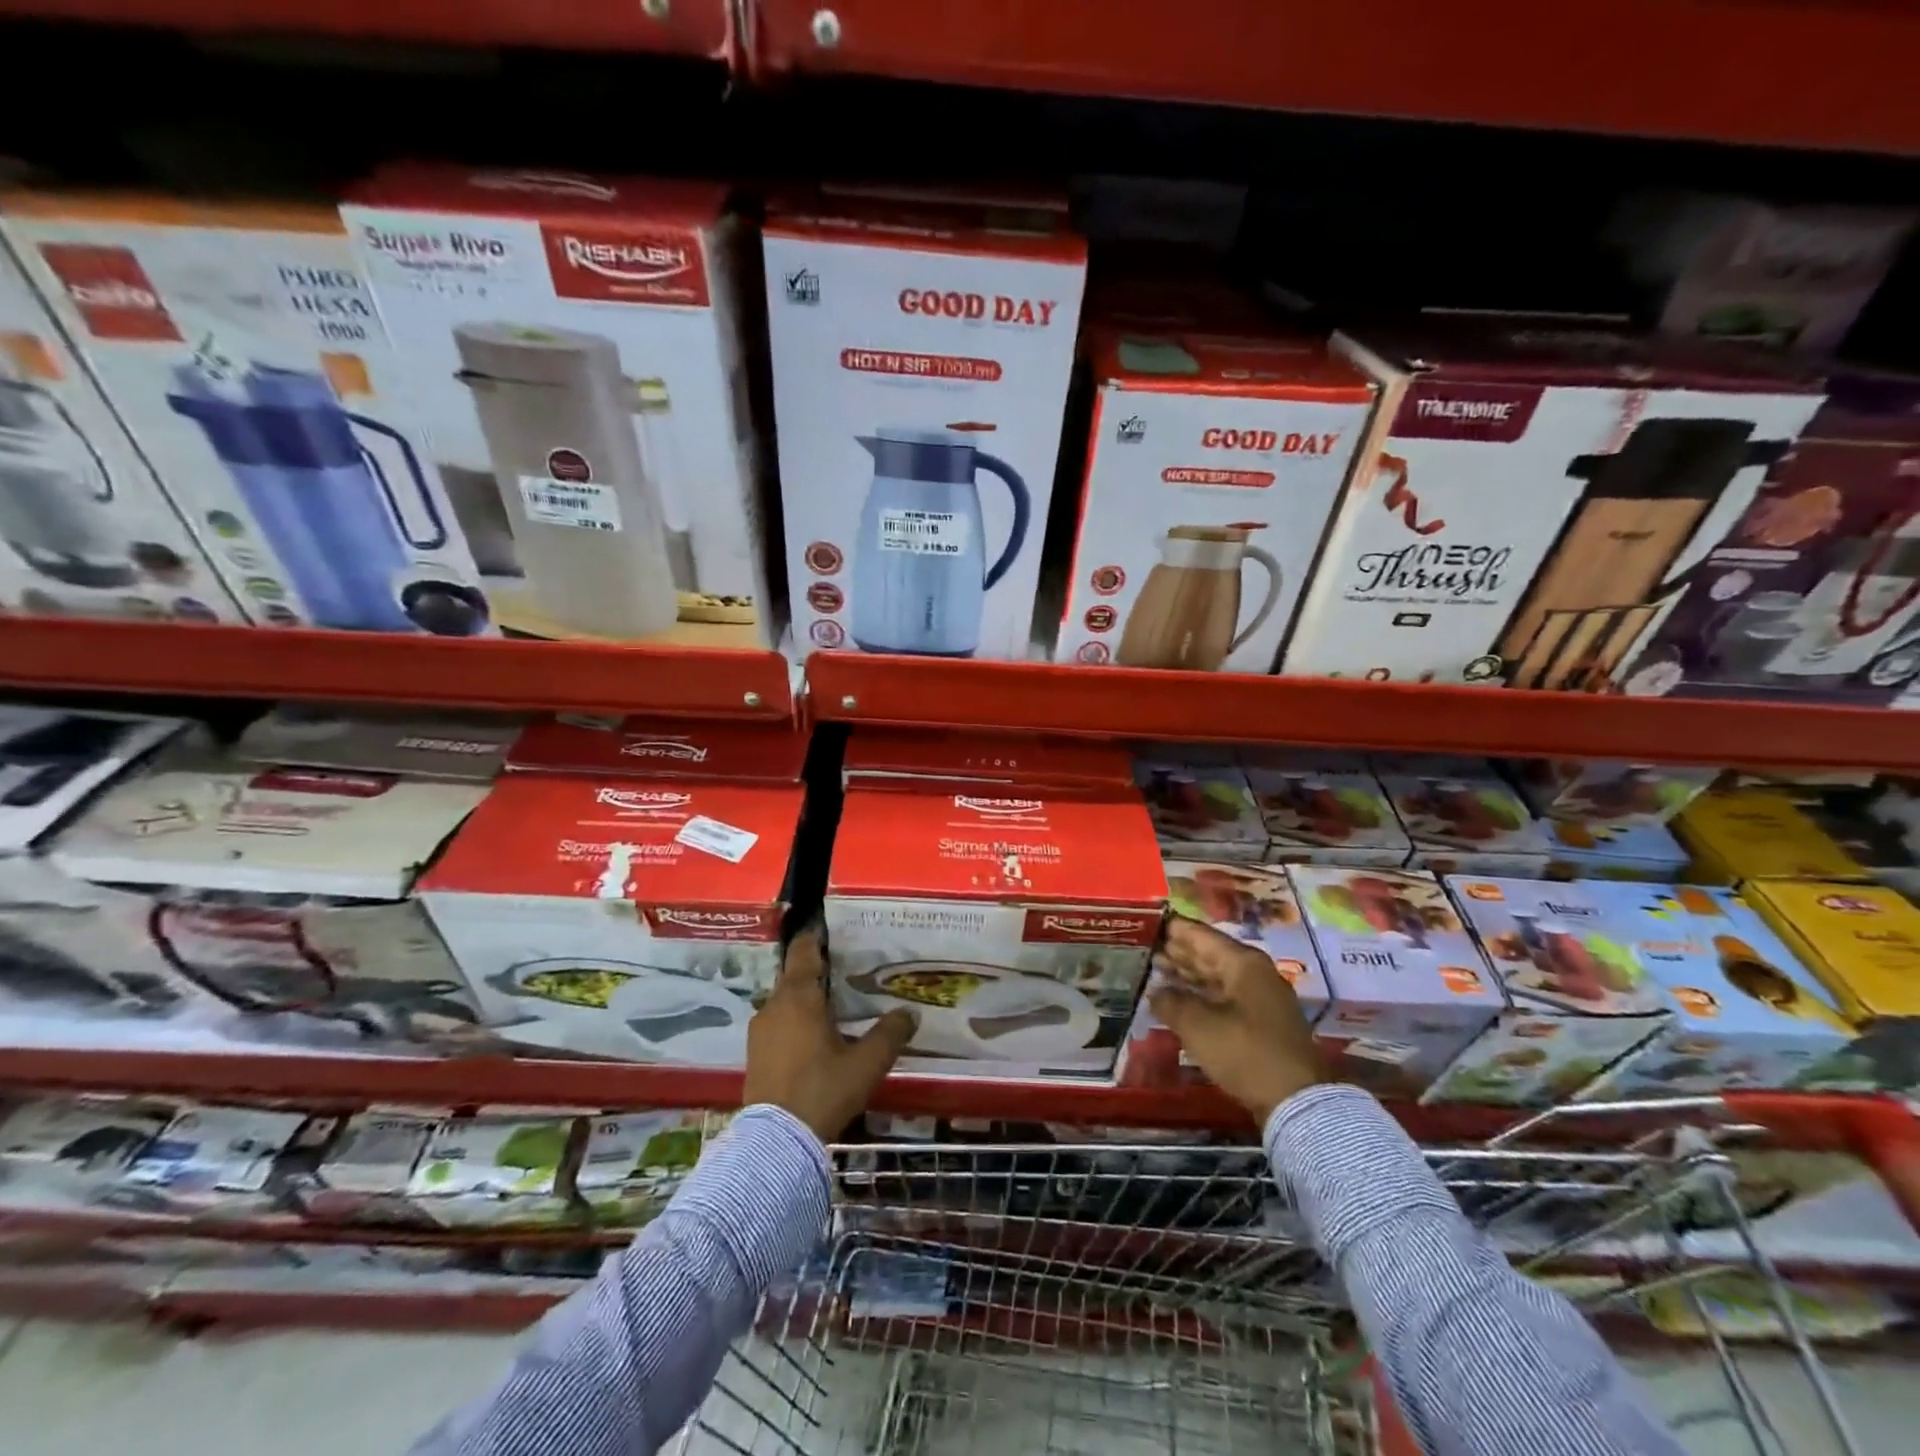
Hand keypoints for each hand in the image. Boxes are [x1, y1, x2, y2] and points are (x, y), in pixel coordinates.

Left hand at [744, 926, 915, 1140]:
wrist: (776, 1142)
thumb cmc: (823, 1090)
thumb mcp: (866, 1063)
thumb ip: (890, 1034)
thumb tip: (911, 1012)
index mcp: (799, 997)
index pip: (803, 951)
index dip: (815, 936)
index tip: (828, 926)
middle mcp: (775, 1005)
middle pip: (794, 975)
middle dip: (816, 970)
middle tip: (844, 970)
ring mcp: (760, 1029)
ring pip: (785, 1000)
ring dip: (805, 998)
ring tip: (832, 1004)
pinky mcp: (755, 1053)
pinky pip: (778, 1022)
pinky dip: (794, 1019)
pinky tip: (814, 1036)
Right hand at [1149, 914, 1322, 1124]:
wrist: (1296, 1100)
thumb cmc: (1244, 1051)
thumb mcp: (1198, 1025)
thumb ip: (1171, 1002)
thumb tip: (1155, 992)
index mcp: (1243, 962)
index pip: (1200, 934)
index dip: (1173, 928)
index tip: (1147, 922)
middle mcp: (1254, 973)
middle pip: (1209, 954)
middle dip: (1178, 951)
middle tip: (1145, 946)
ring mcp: (1260, 998)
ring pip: (1216, 977)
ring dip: (1187, 974)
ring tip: (1156, 970)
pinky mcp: (1260, 1023)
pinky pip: (1223, 998)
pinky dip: (1200, 995)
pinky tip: (1179, 1000)